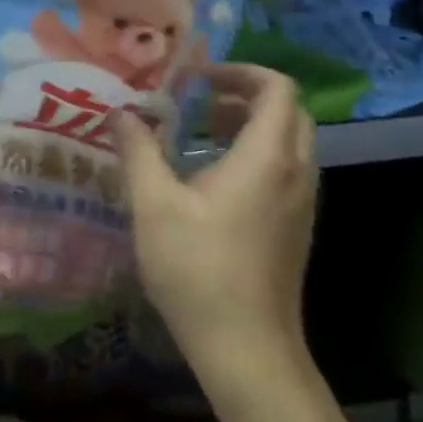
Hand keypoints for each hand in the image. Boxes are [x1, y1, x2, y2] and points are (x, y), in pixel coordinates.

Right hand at [115, 65, 318, 379]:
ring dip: (251, 124)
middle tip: (200, 101)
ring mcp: (302, 202)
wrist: (249, 351)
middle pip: (288, 110)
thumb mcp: (154, 206)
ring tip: (201, 133)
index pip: (277, 88)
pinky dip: (258, 153)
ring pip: (290, 140)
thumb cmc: (199, 271)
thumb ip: (138, 151)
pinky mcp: (297, 227)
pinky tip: (215, 178)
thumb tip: (121, 113)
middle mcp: (295, 172)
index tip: (197, 79)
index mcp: (267, 157)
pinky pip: (287, 168)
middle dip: (245, 94)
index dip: (239, 70)